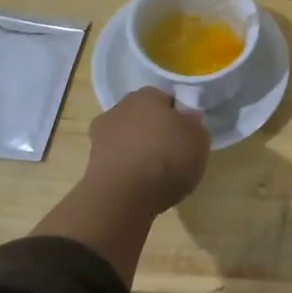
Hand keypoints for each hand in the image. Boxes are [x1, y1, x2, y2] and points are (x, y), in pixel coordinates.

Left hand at [80, 87, 209, 218]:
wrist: (123, 197)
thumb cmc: (167, 157)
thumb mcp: (199, 138)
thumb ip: (194, 124)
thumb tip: (187, 118)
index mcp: (146, 95)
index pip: (166, 99)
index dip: (178, 116)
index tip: (187, 134)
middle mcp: (119, 109)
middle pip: (143, 117)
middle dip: (156, 131)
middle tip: (173, 152)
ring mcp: (101, 137)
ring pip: (128, 139)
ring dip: (139, 151)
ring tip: (157, 174)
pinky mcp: (92, 165)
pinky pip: (118, 162)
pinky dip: (128, 170)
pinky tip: (141, 186)